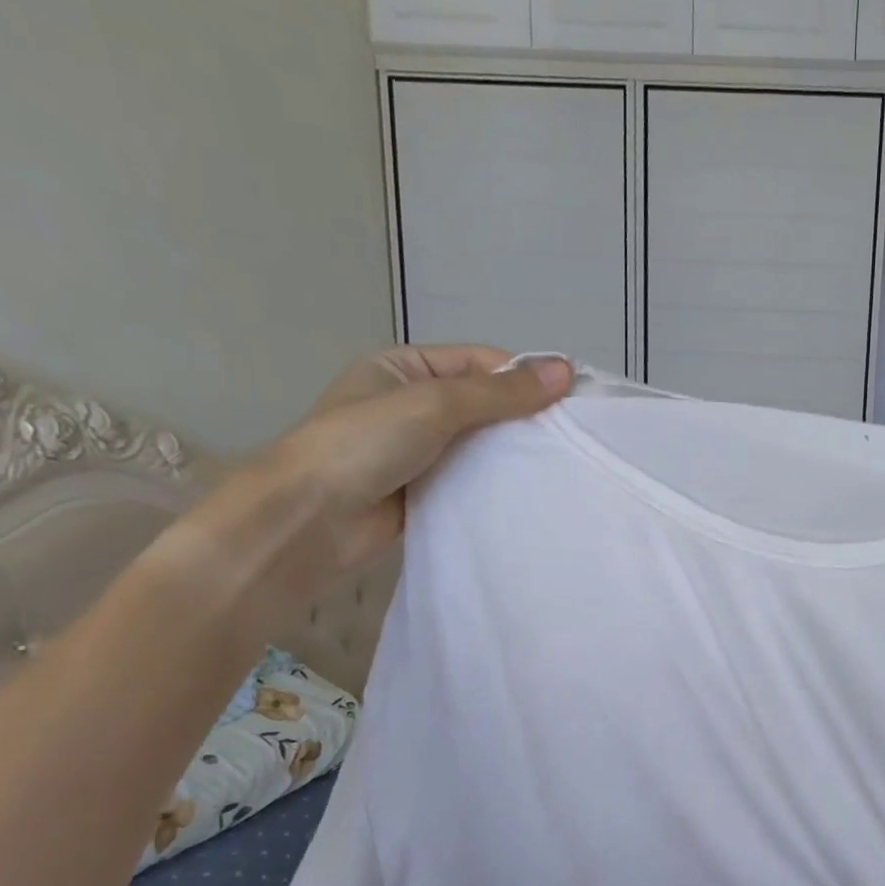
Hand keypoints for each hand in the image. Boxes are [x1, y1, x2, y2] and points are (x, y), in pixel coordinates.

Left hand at [163, 344, 571, 630]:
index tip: (572, 401)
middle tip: (574, 437)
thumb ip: (499, 392)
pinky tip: (533, 491)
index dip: (524, 377)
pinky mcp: (428, 492)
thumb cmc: (362, 445)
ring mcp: (419, 452)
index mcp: (403, 369)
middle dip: (524, 418)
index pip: (479, 363)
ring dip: (515, 453)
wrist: (310, 521)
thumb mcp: (434, 404)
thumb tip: (565, 371)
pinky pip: (473, 480)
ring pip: (482, 445)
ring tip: (563, 465)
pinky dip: (499, 484)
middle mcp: (412, 406)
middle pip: (484, 404)